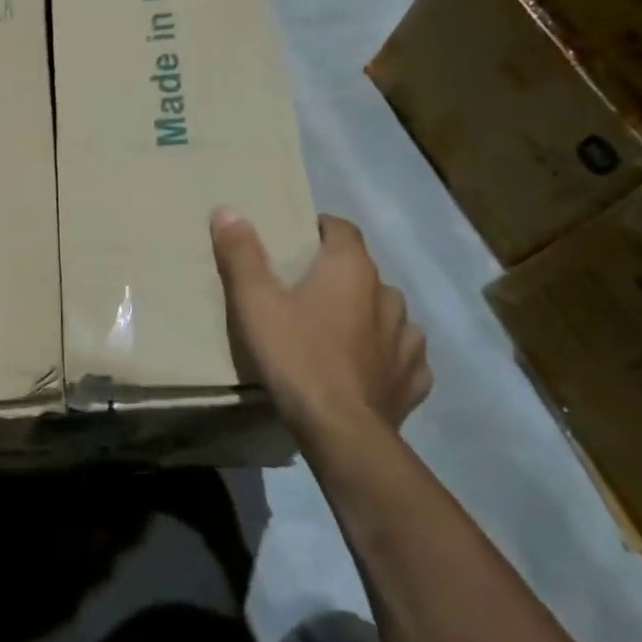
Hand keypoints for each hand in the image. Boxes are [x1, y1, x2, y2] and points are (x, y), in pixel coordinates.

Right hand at [210, 209, 430, 437]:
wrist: (340, 431)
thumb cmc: (295, 356)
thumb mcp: (254, 302)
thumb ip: (240, 254)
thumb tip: (227, 210)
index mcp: (352, 269)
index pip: (342, 229)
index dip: (319, 230)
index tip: (295, 242)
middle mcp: (388, 295)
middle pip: (363, 272)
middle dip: (338, 275)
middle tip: (305, 292)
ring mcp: (407, 340)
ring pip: (389, 313)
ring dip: (367, 315)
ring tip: (337, 331)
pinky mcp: (413, 380)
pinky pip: (404, 357)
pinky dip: (387, 356)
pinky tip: (367, 368)